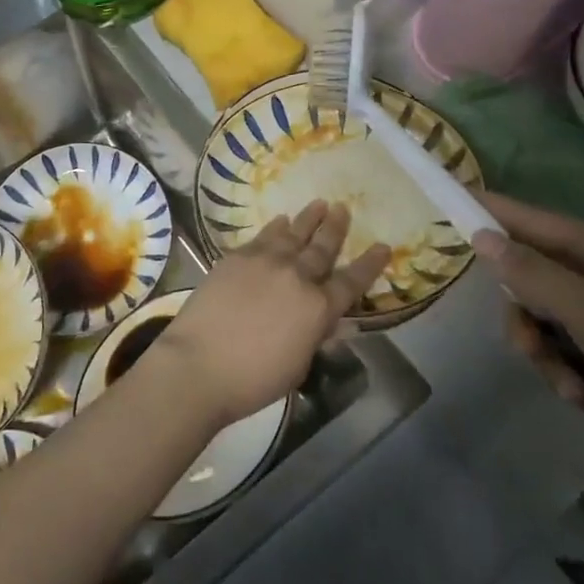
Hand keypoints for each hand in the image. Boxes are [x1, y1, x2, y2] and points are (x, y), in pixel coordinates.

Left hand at [152, 201, 391, 424]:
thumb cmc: (253, 379)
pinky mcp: (237, 257)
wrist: (200, 363)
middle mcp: (297, 277)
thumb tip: (333, 323)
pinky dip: (276, 227)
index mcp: (318, 308)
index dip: (370, 264)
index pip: (352, 282)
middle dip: (336, 228)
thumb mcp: (297, 365)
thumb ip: (315, 336)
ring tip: (320, 204)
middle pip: (322, 248)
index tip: (383, 246)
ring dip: (308, 219)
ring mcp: (266, 262)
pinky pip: (264, 235)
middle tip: (343, 209)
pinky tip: (281, 220)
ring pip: (294, 234)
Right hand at [471, 192, 583, 438]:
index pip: (531, 218)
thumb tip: (482, 233)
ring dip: (551, 356)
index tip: (454, 194)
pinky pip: (576, 345)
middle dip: (528, 319)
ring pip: (552, 318)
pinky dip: (574, 371)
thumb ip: (528, 272)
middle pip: (536, 279)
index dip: (492, 209)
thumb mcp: (583, 309)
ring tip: (573, 391)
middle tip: (527, 349)